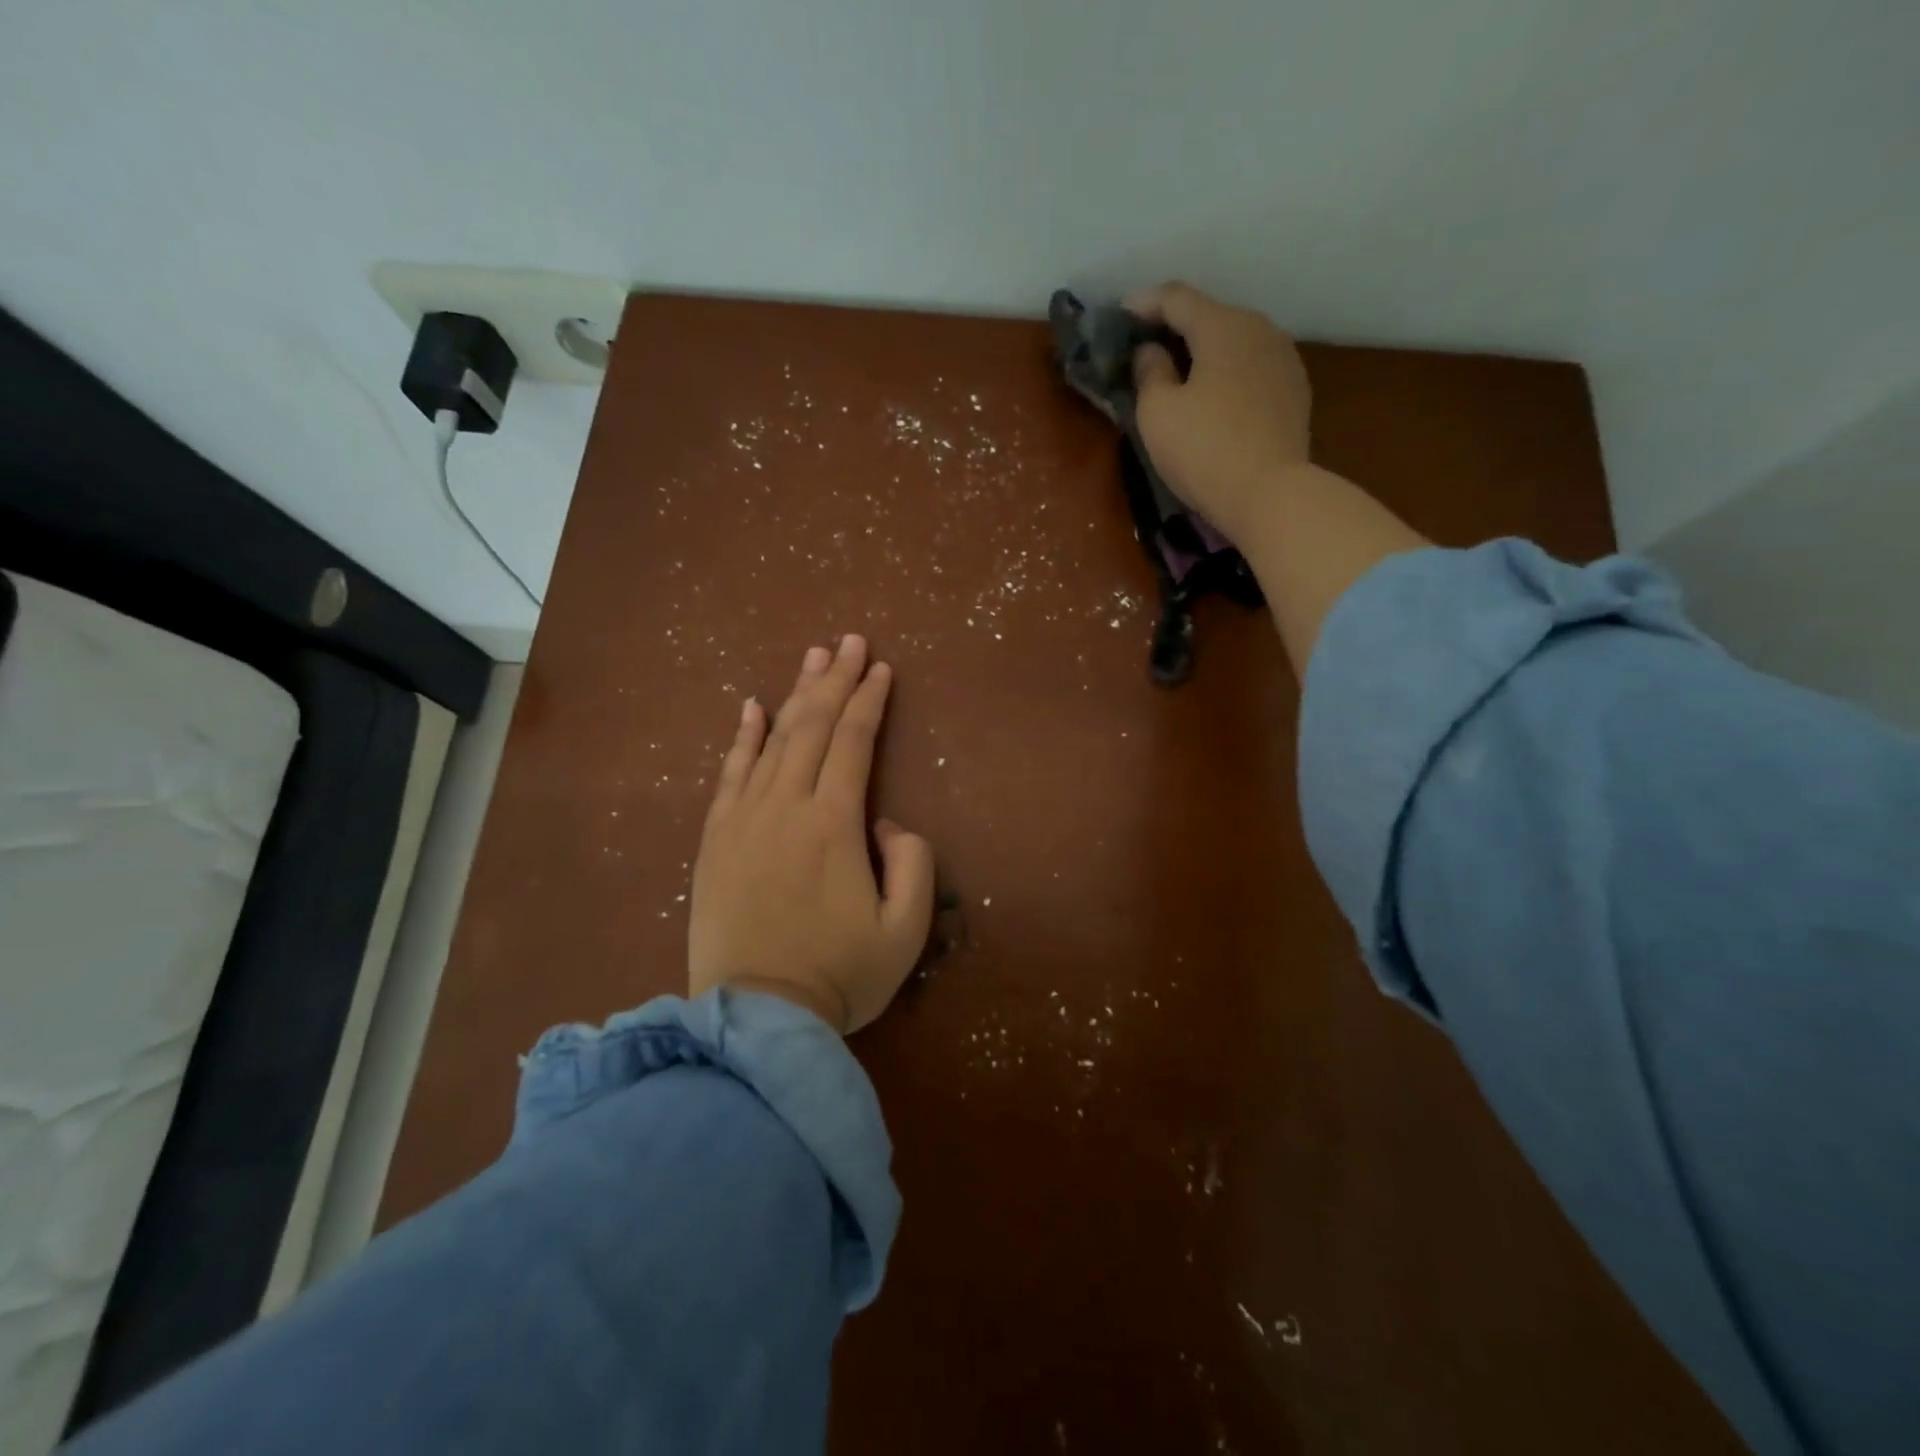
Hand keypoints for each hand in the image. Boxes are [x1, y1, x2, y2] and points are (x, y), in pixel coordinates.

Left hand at [689, 635, 935, 1032]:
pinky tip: (752, 707)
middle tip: (850, 642)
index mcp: (834, 823)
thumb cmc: (838, 976)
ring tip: (813, 658)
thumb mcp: (905, 930)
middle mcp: (786, 806)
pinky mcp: (715, 839)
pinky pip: (730, 773)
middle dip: (836, 680)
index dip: (870, 701)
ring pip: (773, 739)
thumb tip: (886, 824)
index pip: (854, 742)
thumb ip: (913, 864)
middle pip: (813, 726)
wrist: (754, 1017)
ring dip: (796, 694)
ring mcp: (744, 819)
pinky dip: (743, 737)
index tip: (881, 668)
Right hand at [1128, 282, 1312, 543]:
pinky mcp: (1293, 392)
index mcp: (1223, 326)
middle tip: (1145, 345)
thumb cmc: (1204, 450)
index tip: (1119, 314)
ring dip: (1204, 351)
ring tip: (1178, 371)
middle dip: (1175, 327)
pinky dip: (1226, 372)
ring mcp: (1283, 360)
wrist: (1271, 495)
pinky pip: (1250, 368)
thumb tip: (1151, 352)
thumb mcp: (1157, 413)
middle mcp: (1260, 329)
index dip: (1144, 303)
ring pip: (1234, 342)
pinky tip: (1212, 395)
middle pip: (1210, 315)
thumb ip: (1149, 372)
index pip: (1177, 298)